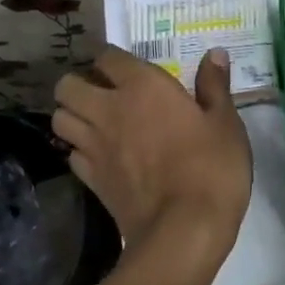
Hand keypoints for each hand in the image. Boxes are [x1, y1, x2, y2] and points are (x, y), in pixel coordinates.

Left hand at [51, 46, 252, 256]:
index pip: (108, 57)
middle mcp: (108, 110)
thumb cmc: (212, 168)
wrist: (184, 230)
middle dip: (80, 84)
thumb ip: (215, 86)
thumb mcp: (225, 123)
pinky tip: (100, 156)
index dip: (115, 60)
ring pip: (59, 118)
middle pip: (68, 85)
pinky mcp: (90, 179)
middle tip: (105, 94)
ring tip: (96, 123)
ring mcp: (94, 146)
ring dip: (73, 115)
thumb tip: (214, 54)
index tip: (130, 70)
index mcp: (143, 87)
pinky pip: (70, 154)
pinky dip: (78, 150)